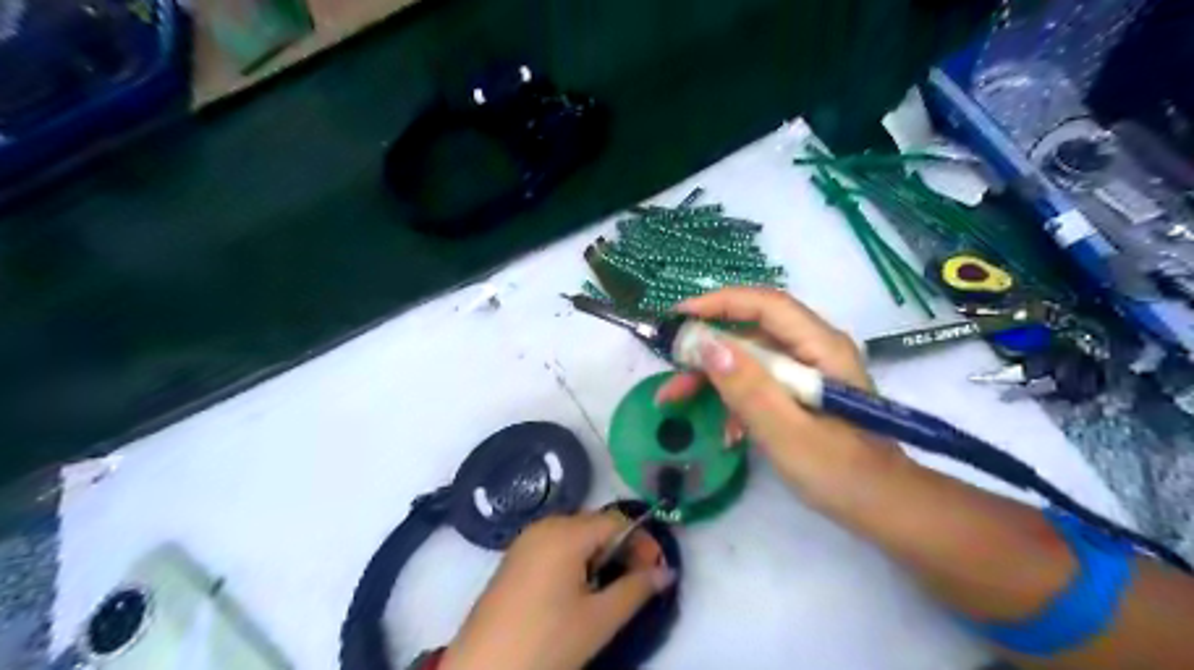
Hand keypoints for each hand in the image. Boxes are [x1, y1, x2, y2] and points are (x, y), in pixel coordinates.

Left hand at [440, 514, 680, 668]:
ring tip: (609, 590)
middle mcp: (545, 525)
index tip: (658, 572)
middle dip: (622, 549)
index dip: (643, 543)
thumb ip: (636, 589)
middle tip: (637, 583)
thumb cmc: (546, 642)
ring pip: (577, 535)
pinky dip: (576, 560)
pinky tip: (578, 591)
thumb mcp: (598, 619)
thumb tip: (666, 572)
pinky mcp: (515, 557)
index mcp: (566, 533)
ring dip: (600, 556)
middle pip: (596, 525)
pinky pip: (555, 545)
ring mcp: (526, 540)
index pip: (617, 521)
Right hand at [651, 285, 905, 510]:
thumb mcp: (787, 433)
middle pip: (752, 330)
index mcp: (820, 347)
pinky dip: (735, 398)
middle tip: (669, 366)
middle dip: (707, 347)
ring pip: (750, 357)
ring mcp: (807, 370)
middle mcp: (814, 348)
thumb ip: (749, 389)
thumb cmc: (840, 472)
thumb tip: (707, 345)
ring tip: (676, 398)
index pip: (765, 305)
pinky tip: (724, 430)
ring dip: (713, 375)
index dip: (720, 303)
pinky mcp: (801, 391)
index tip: (678, 317)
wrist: (882, 506)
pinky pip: (759, 381)